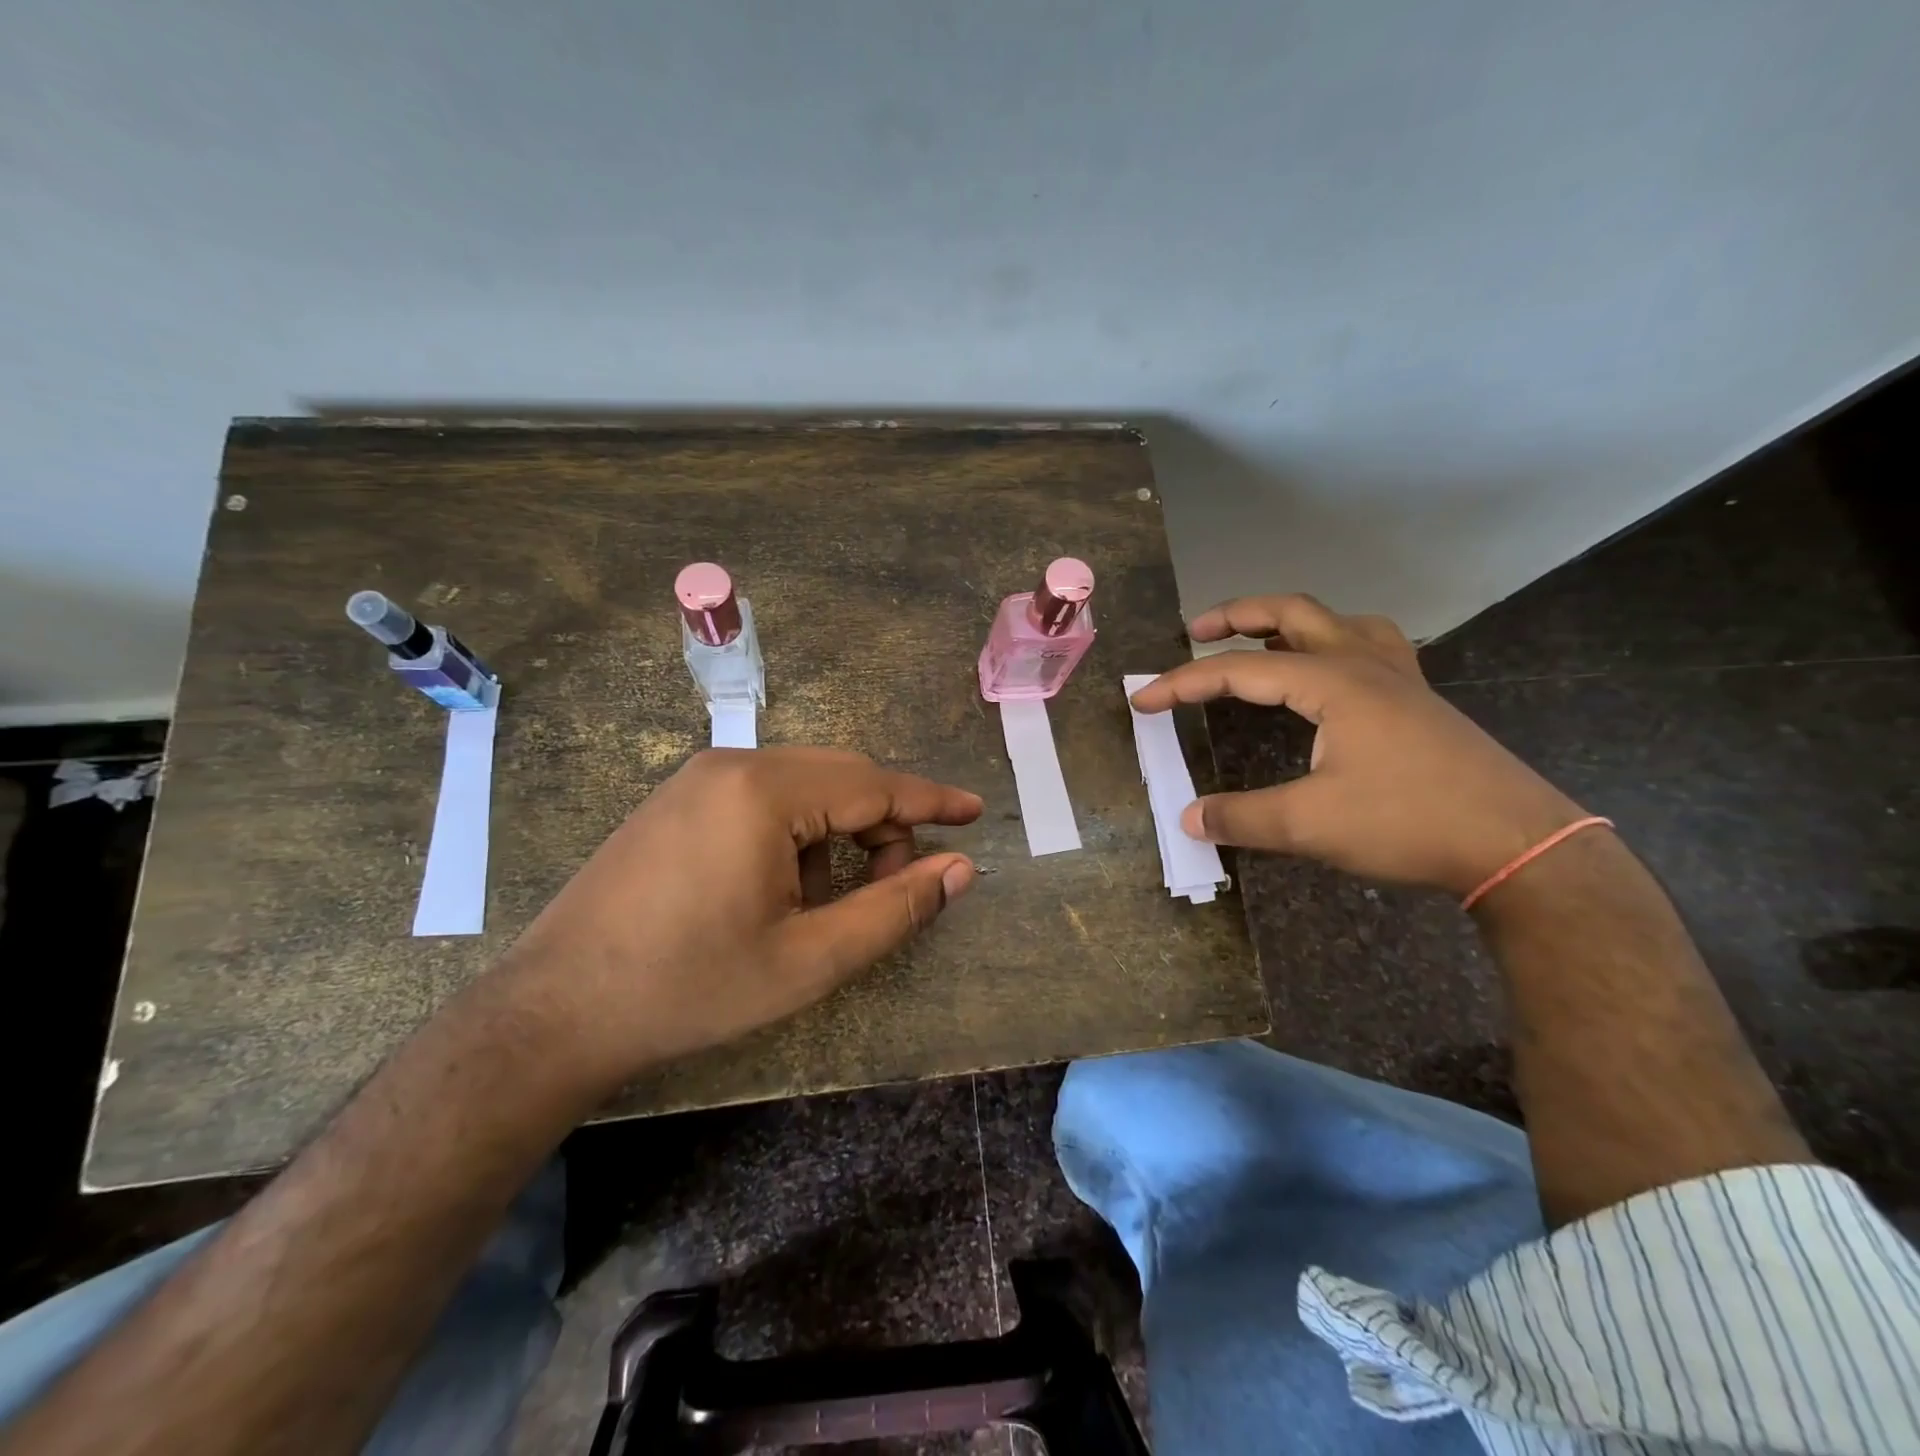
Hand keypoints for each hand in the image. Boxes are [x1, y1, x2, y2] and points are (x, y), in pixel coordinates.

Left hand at [494, 747, 981, 1092]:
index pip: (874, 785)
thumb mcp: (809, 960)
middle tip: (903, 879)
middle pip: (840, 776)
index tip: (975, 811)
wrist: (557, 1009)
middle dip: (884, 822)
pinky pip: (764, 794)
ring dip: (839, 827)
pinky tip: (783, 884)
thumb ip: (893, 909)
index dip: (931, 800)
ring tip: (833, 897)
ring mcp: (698, 776)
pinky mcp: (677, 798)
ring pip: (803, 784)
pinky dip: (798, 828)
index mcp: (765, 791)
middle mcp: (733, 764)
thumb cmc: (691, 987)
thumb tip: (960, 870)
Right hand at [1130, 594, 1585, 894]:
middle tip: (1196, 631)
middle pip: (1292, 613)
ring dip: (1290, 622)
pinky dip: (1337, 642)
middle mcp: (1363, 665)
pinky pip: (1372, 645)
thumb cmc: (1408, 823)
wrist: (1515, 843)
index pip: (1238, 670)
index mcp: (1332, 682)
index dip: (1183, 684)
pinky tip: (1330, 671)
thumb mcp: (1310, 825)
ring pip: (1337, 621)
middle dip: (1237, 615)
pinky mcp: (1420, 700)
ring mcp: (1399, 678)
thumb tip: (1188, 818)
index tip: (1143, 701)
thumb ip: (1242, 818)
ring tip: (1259, 640)